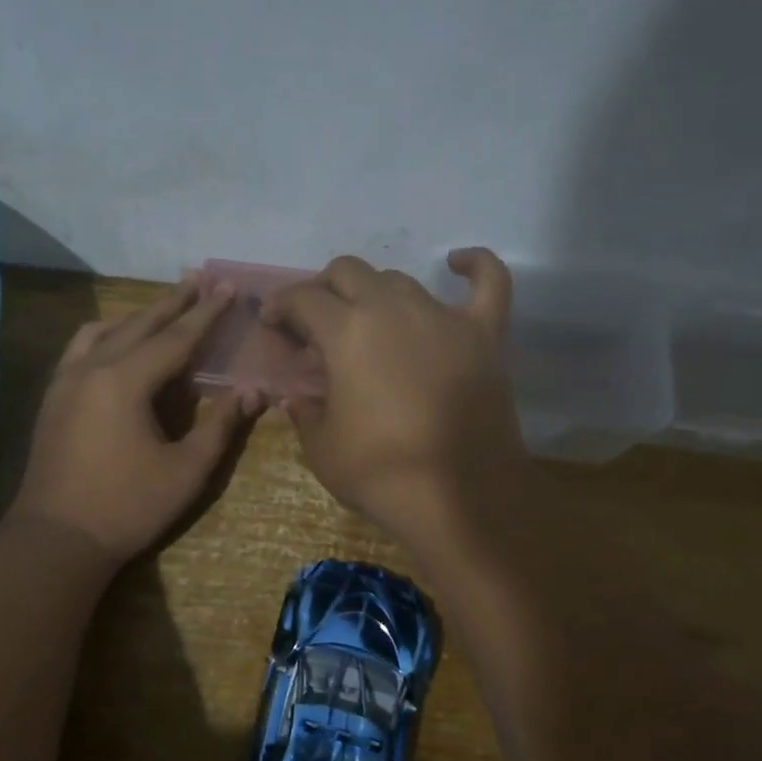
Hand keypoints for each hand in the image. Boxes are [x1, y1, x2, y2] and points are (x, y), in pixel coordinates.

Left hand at [10, 278, 257, 562]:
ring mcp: (66, 381)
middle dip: (173, 302)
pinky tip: (115, 342)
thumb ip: (220, 426)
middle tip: (200, 278)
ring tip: (162, 307)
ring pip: (104, 330)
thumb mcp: (186, 471)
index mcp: (125, 381)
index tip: (229, 286)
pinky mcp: (53, 397)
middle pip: (139, 323)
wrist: (56, 538)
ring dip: (137, 315)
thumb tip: (252, 390)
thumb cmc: (127, 507)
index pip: (175, 338)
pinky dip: (106, 334)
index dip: (207, 313)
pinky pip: (81, 347)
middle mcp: (91, 368)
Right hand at [263, 248, 529, 545]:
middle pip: (348, 272)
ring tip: (366, 321)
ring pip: (400, 279)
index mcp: (346, 332)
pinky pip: (489, 283)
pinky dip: (475, 266)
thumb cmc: (381, 473)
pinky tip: (457, 262)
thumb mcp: (321, 447)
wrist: (458, 498)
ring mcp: (442, 317)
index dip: (281, 306)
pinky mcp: (483, 334)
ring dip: (374, 292)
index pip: (303, 298)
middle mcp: (392, 309)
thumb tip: (297, 397)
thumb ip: (304, 410)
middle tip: (314, 323)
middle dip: (322, 290)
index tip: (272, 325)